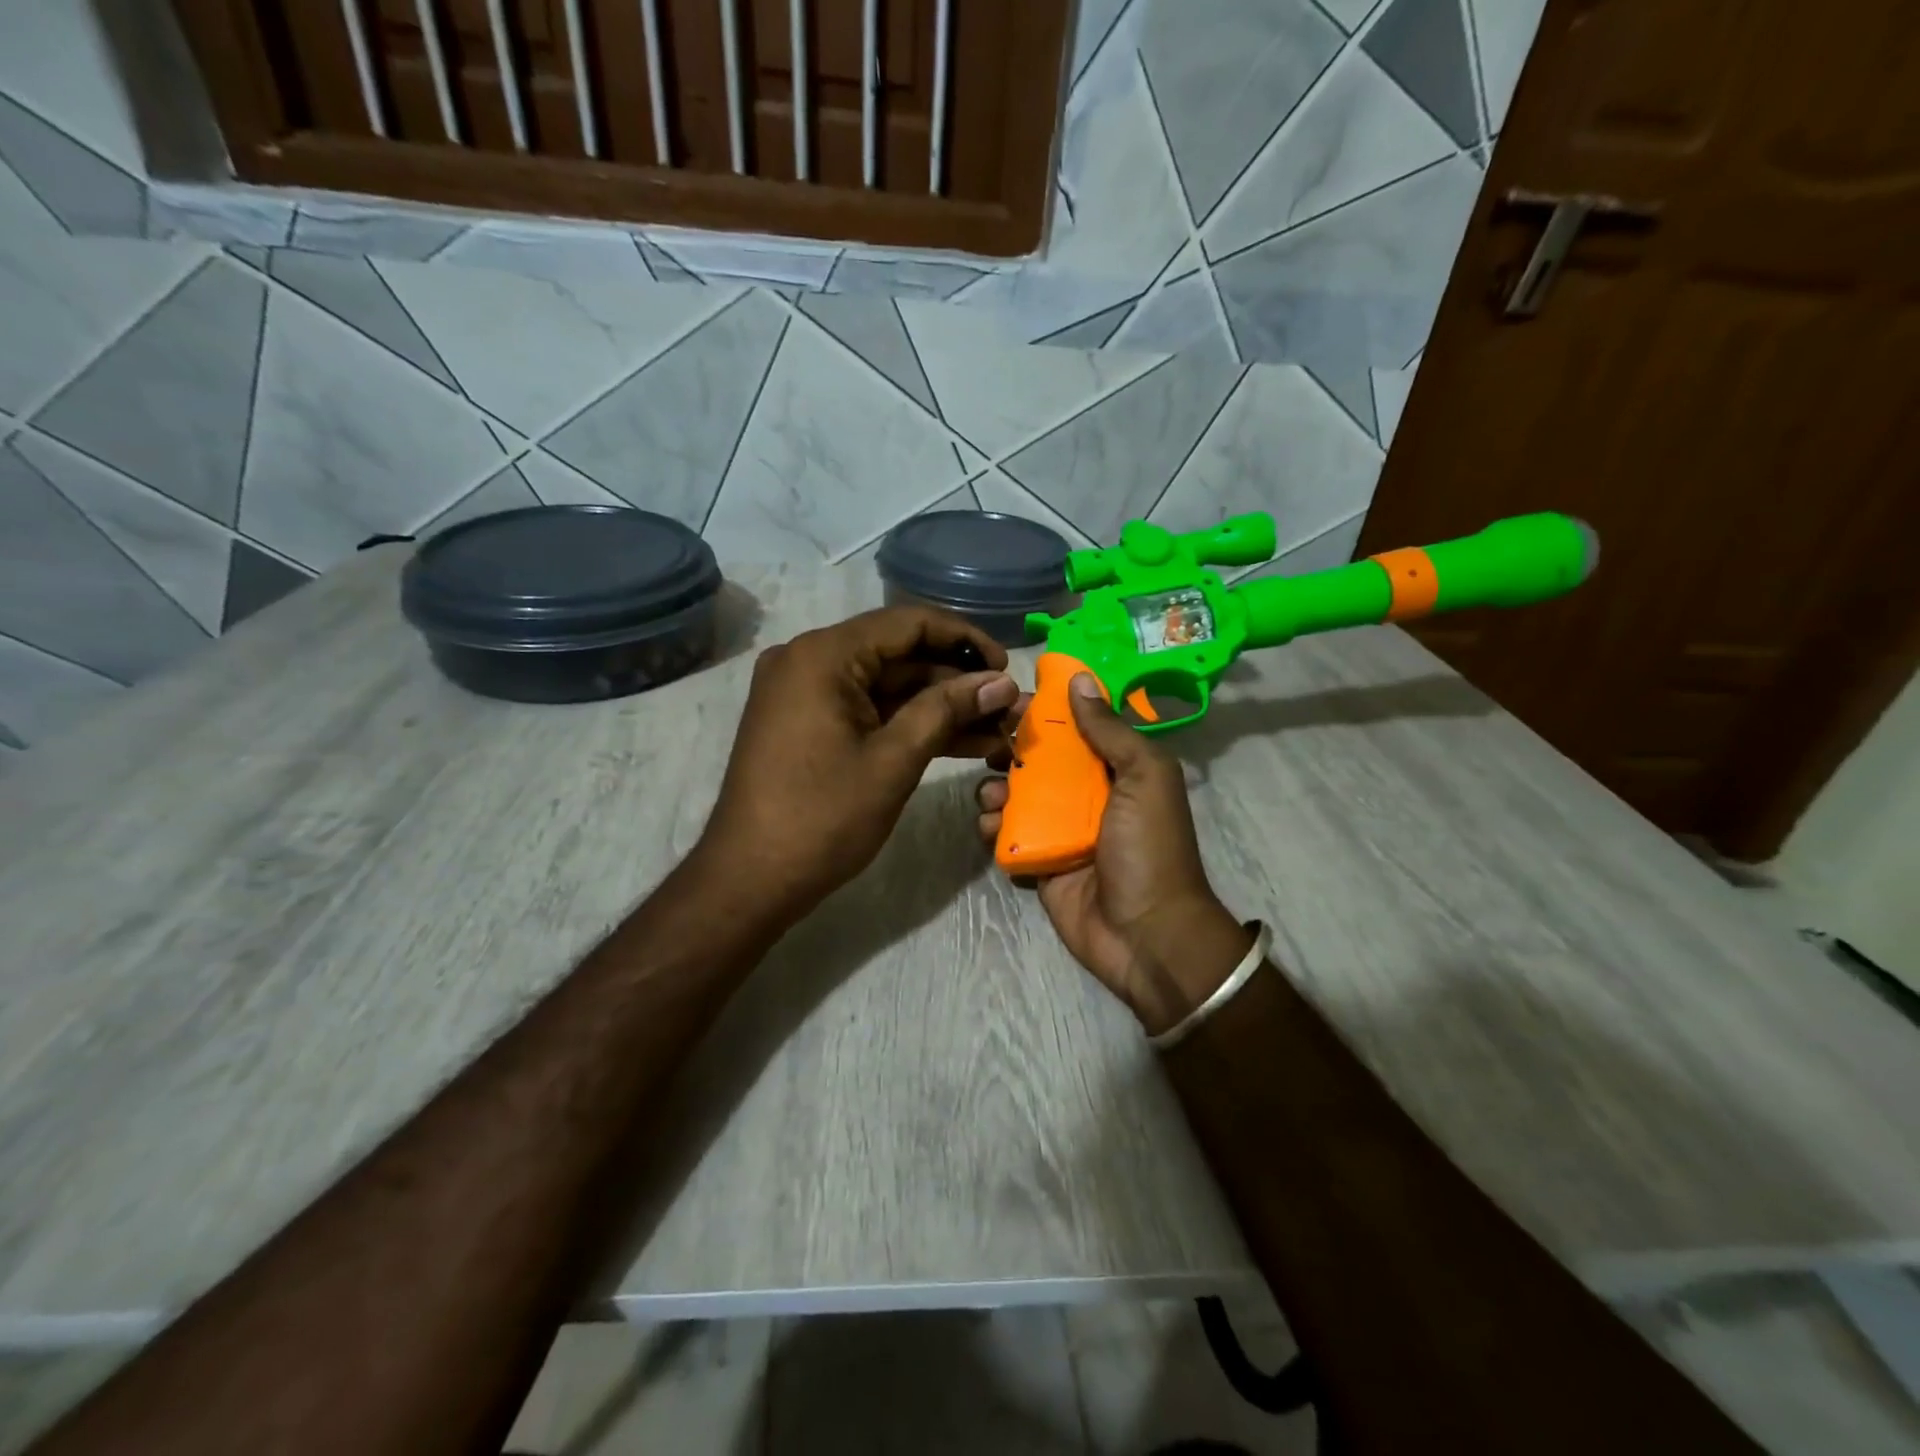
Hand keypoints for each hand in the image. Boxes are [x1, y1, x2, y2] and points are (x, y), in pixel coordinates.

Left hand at [698, 606, 1018, 926]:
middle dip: (957, 683)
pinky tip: (961, 743)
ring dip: (940, 708)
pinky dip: (909, 725)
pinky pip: (869, 711)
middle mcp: (810, 660)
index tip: (1007, 668)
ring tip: (997, 730)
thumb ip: (948, 710)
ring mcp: (806, 693)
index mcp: (824, 655)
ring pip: (888, 687)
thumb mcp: (894, 760)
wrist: (750, 880)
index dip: (964, 640)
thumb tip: (1001, 682)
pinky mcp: (809, 724)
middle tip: (1008, 708)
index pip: (908, 623)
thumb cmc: (822, 818)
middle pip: (899, 655)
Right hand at [977, 674, 1252, 1035]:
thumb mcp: (1145, 777)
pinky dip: (993, 826)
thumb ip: (1111, 730)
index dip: (1043, 710)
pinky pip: (1007, 834)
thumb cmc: (1149, 848)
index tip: (1009, 698)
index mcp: (1116, 769)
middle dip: (1009, 748)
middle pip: (1038, 758)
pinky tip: (991, 825)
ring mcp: (1059, 829)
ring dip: (995, 788)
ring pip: (1015, 795)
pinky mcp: (1038, 862)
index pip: (1074, 726)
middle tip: (989, 746)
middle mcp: (1086, 794)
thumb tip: (1079, 680)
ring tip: (992, 795)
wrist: (1146, 935)